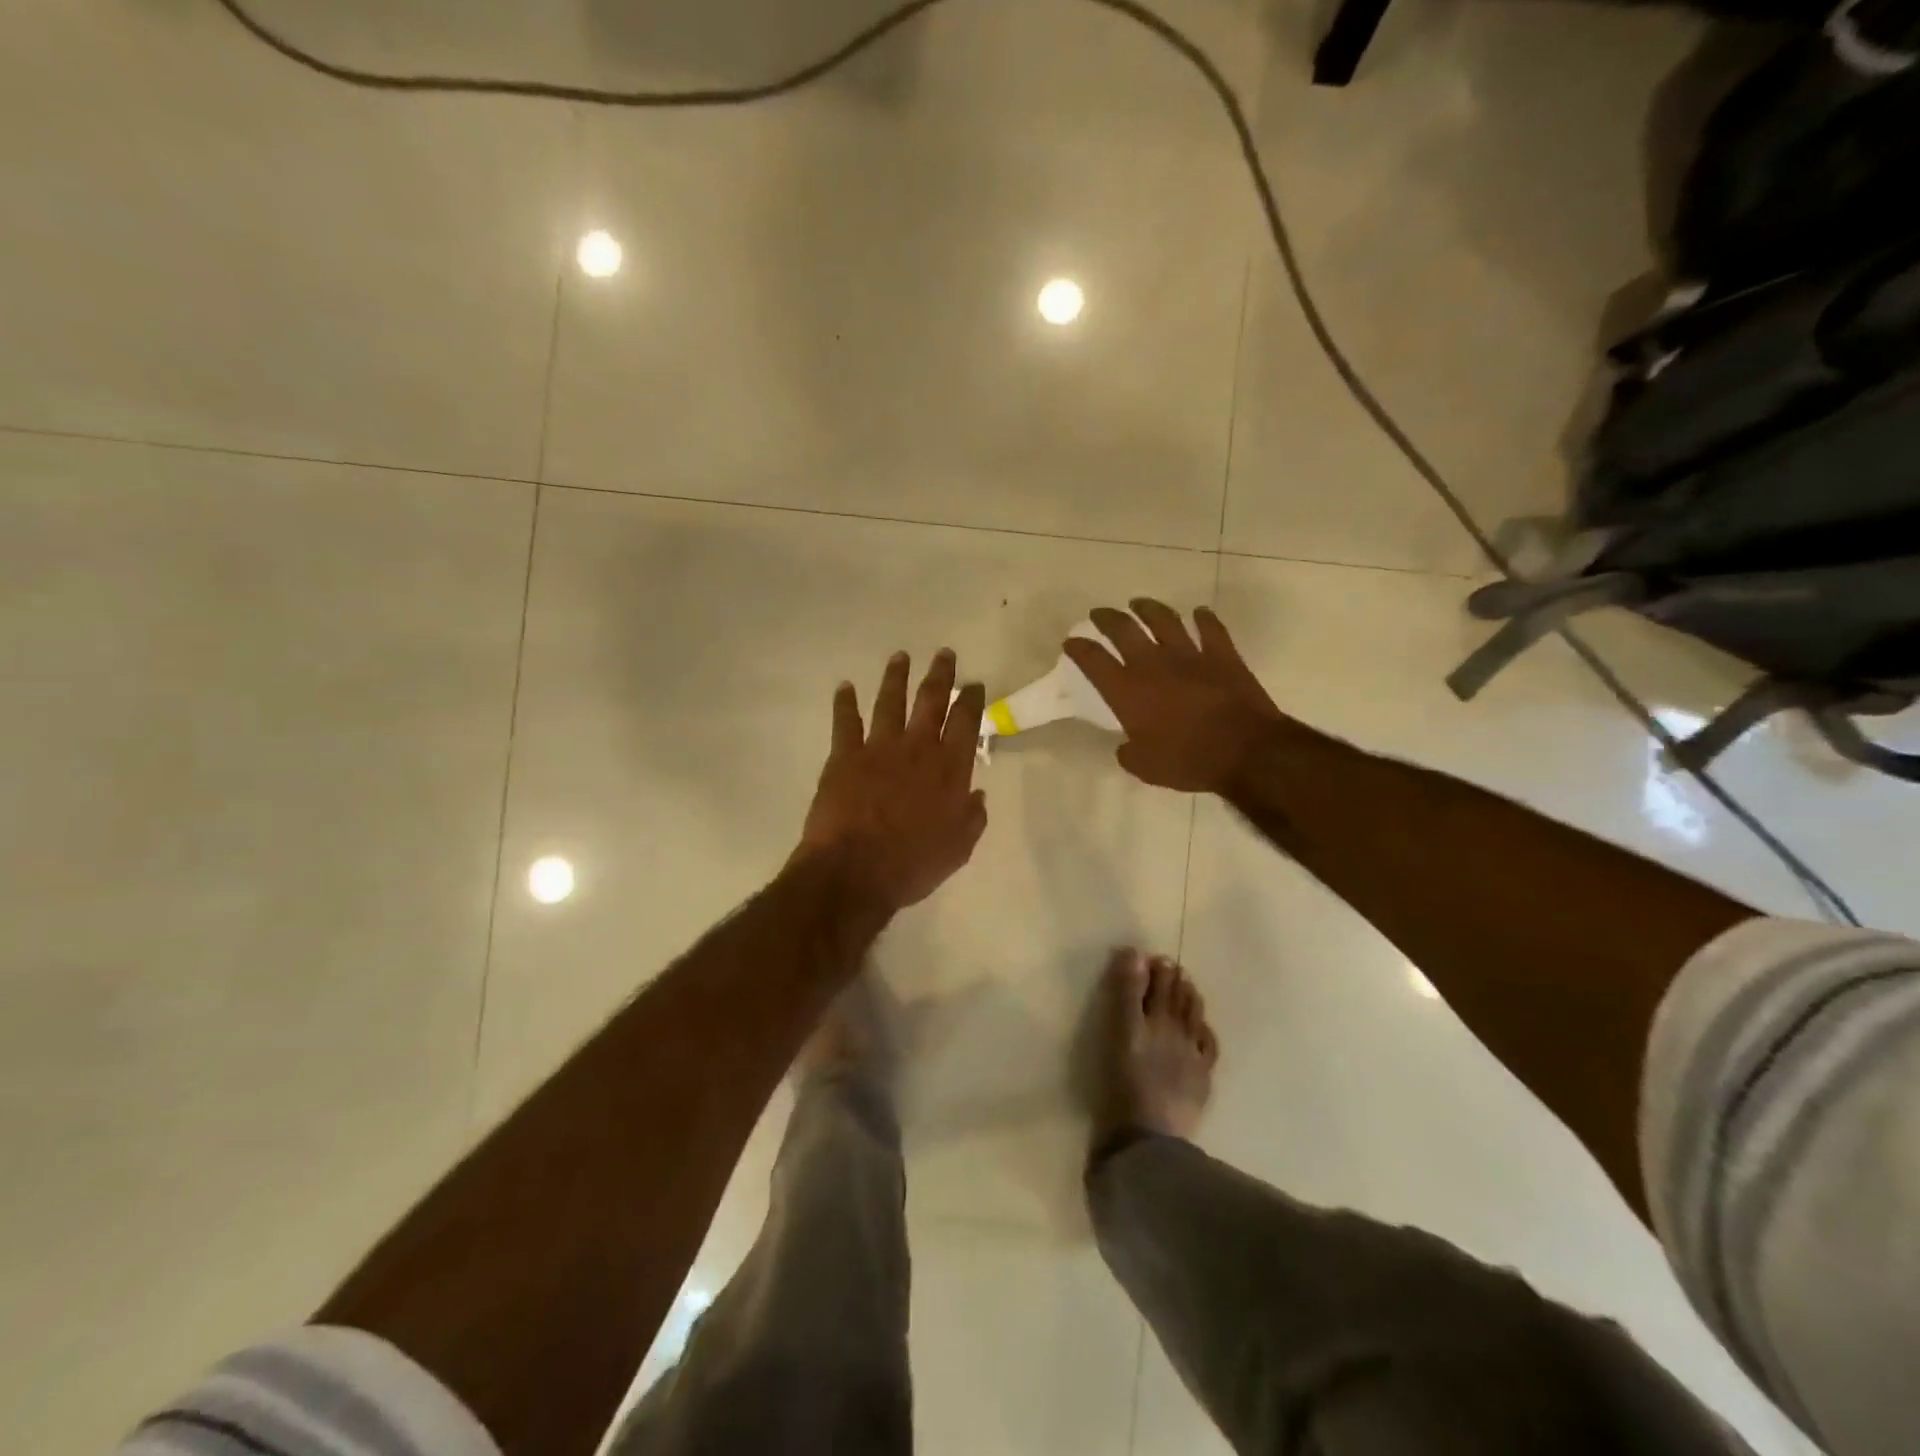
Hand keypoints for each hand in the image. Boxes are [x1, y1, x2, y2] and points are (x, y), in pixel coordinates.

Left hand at [796, 649, 988, 912]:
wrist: (855, 871)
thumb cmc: (912, 865)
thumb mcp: (958, 849)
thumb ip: (972, 818)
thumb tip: (977, 795)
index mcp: (949, 769)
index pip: (966, 723)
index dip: (972, 700)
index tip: (974, 684)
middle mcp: (917, 748)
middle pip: (931, 701)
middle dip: (940, 675)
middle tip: (944, 654)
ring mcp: (879, 748)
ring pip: (890, 702)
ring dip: (896, 677)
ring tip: (900, 657)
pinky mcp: (845, 756)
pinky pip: (845, 721)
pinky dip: (845, 702)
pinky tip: (845, 687)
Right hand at [1065, 600, 1288, 793]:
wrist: (1244, 750)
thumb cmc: (1187, 761)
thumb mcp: (1145, 767)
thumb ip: (1129, 752)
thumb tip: (1126, 746)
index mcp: (1127, 691)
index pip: (1093, 661)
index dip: (1079, 649)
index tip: (1070, 642)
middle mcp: (1153, 664)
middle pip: (1123, 630)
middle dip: (1107, 618)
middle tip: (1099, 613)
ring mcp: (1189, 655)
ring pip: (1164, 619)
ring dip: (1149, 608)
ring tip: (1139, 604)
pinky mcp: (1222, 655)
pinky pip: (1210, 628)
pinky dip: (1203, 618)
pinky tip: (1199, 613)